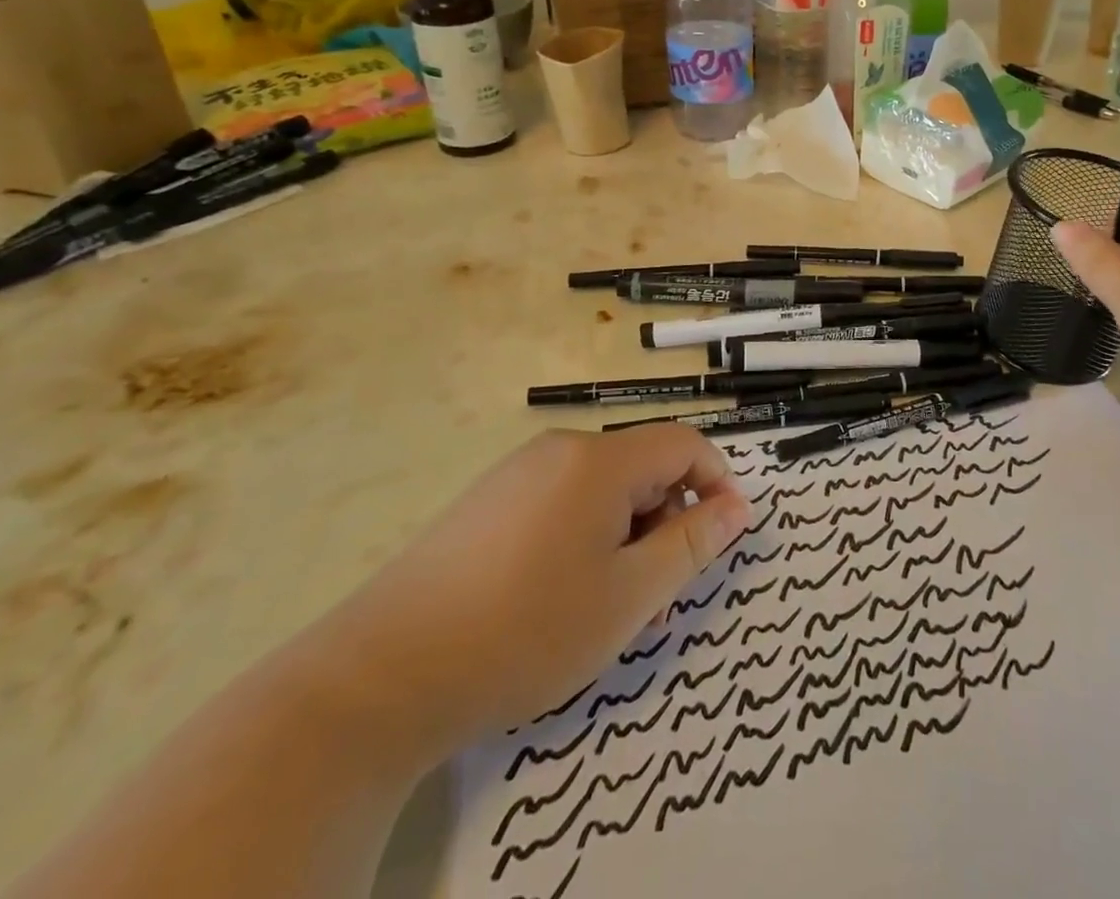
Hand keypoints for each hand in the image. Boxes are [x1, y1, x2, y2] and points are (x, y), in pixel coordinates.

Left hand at [325, 425, 750, 754]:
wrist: (381, 676)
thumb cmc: (526, 631)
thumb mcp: (629, 597)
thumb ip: (691, 544)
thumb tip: (738, 506)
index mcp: (600, 460)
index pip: (684, 443)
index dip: (716, 482)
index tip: (722, 537)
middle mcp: (560, 449)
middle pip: (642, 465)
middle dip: (667, 518)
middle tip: (660, 593)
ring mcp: (518, 472)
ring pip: (602, 487)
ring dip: (627, 533)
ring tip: (611, 604)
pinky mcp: (487, 501)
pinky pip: (561, 500)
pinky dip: (586, 535)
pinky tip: (560, 595)